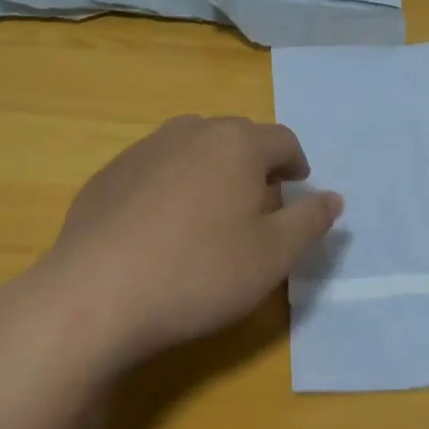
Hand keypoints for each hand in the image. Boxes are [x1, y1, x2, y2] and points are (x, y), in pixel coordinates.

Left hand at [33, 115, 342, 368]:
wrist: (94, 296)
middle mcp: (192, 131)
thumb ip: (310, 221)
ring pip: (193, 148)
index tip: (297, 188)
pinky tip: (160, 228)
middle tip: (257, 206)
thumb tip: (333, 197)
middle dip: (254, 165)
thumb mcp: (273, 256)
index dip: (297, 164)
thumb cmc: (199, 273)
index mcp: (238, 143)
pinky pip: (155, 168)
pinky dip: (170, 185)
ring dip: (211, 170)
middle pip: (237, 138)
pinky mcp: (108, 174)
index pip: (283, 140)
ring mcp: (144, 149)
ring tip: (209, 213)